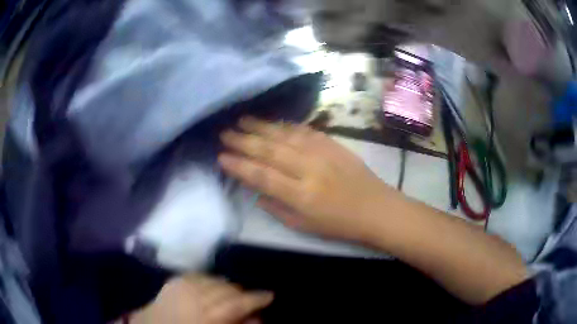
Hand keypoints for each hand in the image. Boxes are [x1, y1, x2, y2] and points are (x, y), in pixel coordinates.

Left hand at [131, 274, 272, 323]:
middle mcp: (194, 296)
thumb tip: (256, 318)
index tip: (270, 295)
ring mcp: (182, 285)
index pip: (236, 303)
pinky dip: (210, 280)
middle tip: (251, 300)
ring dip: (227, 287)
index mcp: (204, 315)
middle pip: (227, 289)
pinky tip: (214, 286)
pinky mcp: (174, 280)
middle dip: (243, 293)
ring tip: (233, 295)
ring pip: (215, 280)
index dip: (256, 298)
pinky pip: (199, 275)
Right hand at [219, 117, 396, 241]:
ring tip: (242, 120)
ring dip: (261, 127)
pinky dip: (286, 125)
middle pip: (269, 150)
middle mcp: (309, 169)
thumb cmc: (340, 225)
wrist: (376, 208)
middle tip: (224, 133)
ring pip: (285, 135)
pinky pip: (305, 130)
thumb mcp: (304, 226)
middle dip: (243, 141)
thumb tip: (256, 192)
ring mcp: (322, 153)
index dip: (239, 166)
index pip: (262, 176)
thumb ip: (276, 208)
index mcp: (301, 194)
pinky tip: (274, 122)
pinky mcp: (333, 144)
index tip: (221, 157)